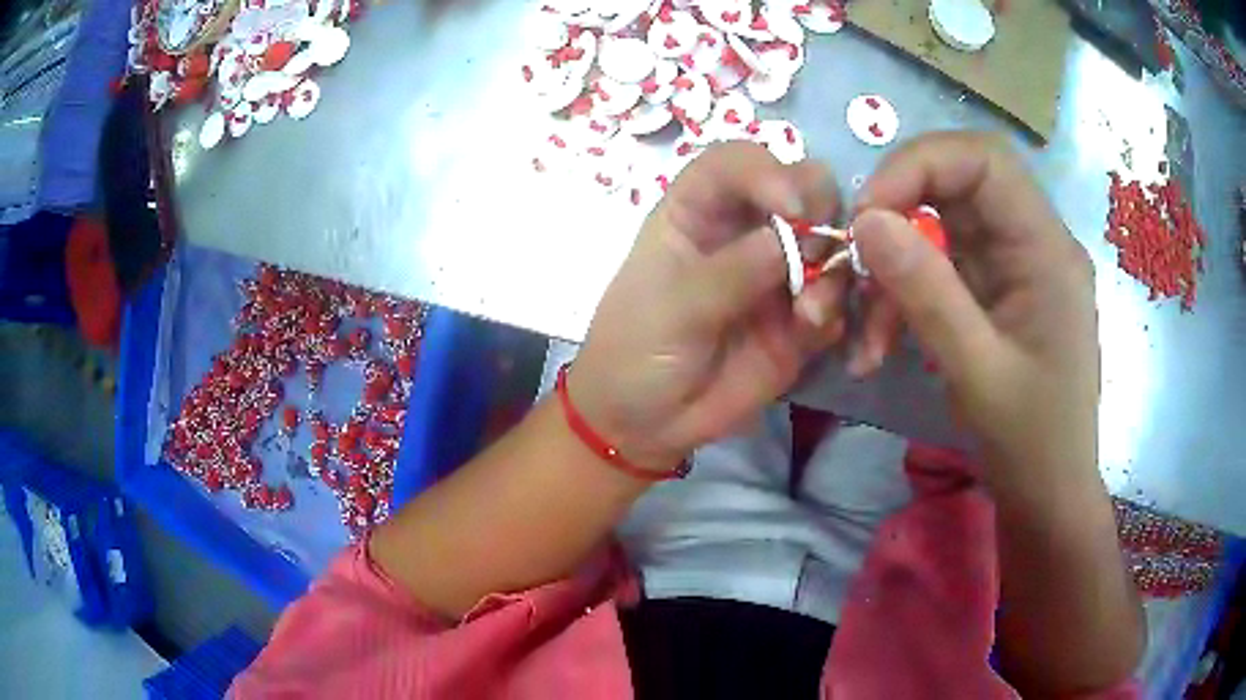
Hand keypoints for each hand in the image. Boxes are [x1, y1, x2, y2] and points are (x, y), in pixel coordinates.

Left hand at [569, 142, 848, 471]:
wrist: (645, 424)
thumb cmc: (635, 351)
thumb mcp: (673, 308)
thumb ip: (733, 271)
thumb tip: (794, 236)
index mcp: (697, 211)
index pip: (738, 163)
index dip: (769, 172)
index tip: (790, 208)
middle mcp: (744, 231)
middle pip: (803, 189)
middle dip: (820, 214)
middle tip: (817, 256)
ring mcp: (777, 274)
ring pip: (832, 244)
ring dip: (834, 272)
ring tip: (808, 317)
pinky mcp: (799, 318)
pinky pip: (838, 299)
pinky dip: (839, 311)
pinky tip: (815, 336)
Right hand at [849, 132, 1099, 479]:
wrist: (1049, 496)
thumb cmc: (1031, 444)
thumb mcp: (978, 374)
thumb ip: (928, 293)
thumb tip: (866, 221)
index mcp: (1047, 250)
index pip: (984, 161)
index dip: (920, 166)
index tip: (868, 214)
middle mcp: (1033, 243)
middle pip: (956, 186)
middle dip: (898, 214)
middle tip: (854, 260)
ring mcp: (1013, 267)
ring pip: (940, 229)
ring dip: (893, 271)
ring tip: (865, 336)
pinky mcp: (995, 293)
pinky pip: (939, 269)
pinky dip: (903, 298)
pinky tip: (880, 344)